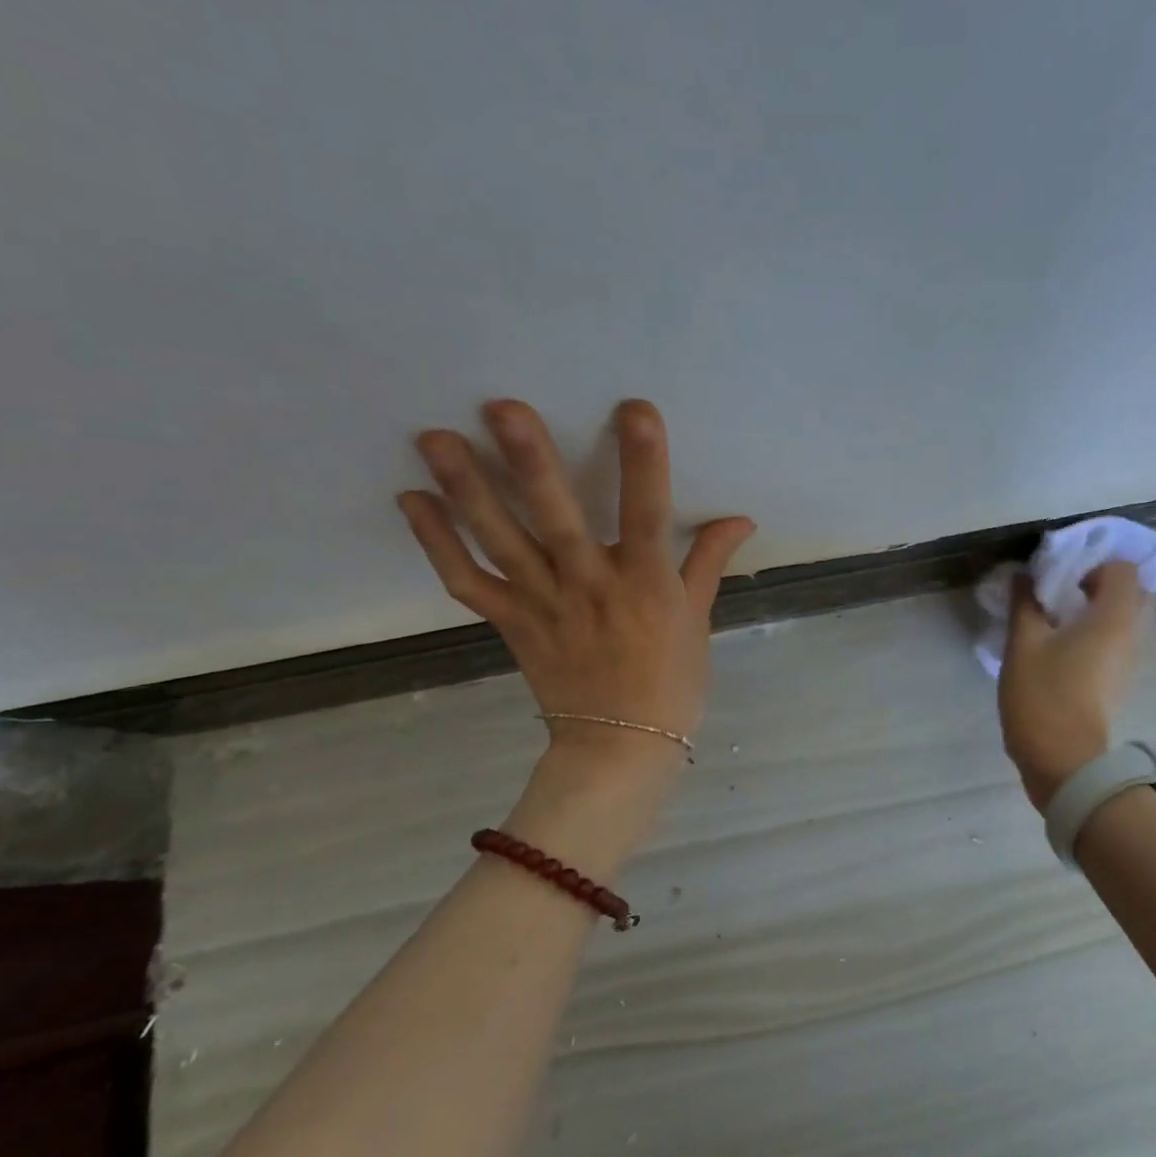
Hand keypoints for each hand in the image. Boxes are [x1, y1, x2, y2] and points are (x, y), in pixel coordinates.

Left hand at [398, 398, 754, 781]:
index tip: (635, 409)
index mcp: (647, 586)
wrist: (620, 748)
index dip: (644, 462)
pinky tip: (413, 500)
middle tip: (500, 408)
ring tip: (435, 439)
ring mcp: (544, 606)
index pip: (648, 514)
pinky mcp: (511, 624)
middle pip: (558, 520)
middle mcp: (591, 588)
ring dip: (467, 491)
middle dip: (532, 463)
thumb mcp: (697, 620)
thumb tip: (742, 519)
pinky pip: (467, 582)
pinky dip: (437, 543)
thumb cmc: (670, 684)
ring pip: (502, 543)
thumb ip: (708, 562)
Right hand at [998, 561, 1150, 808]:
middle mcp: (1132, 633)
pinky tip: (1060, 648)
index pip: (1123, 568)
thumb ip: (1025, 603)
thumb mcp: (1023, 644)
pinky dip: (1096, 634)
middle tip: (1060, 595)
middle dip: (1098, 585)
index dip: (1092, 565)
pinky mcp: (1119, 680)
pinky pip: (1116, 641)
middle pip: (1130, 592)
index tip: (1059, 580)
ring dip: (1096, 611)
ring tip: (1055, 621)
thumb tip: (1025, 575)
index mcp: (1114, 616)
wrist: (1064, 760)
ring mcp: (1129, 660)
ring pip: (1124, 619)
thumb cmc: (1044, 695)